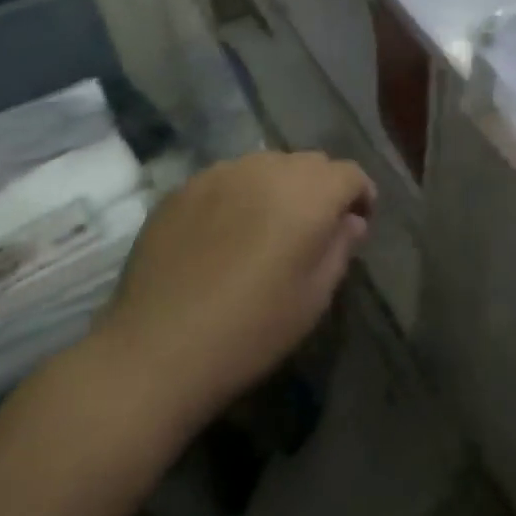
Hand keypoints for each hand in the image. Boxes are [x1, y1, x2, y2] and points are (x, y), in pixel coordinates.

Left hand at [93, 151, 373, 436]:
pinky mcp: (185, 188)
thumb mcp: (314, 298)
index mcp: (310, 193)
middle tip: (313, 229)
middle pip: (311, 164)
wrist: (155, 352)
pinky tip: (225, 234)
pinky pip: (228, 179)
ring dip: (280, 188)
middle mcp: (270, 168)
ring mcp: (223, 173)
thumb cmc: (250, 330)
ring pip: (269, 166)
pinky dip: (239, 195)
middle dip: (321, 189)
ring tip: (267, 227)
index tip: (357, 224)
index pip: (350, 174)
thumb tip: (350, 221)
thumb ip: (340, 248)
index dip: (360, 196)